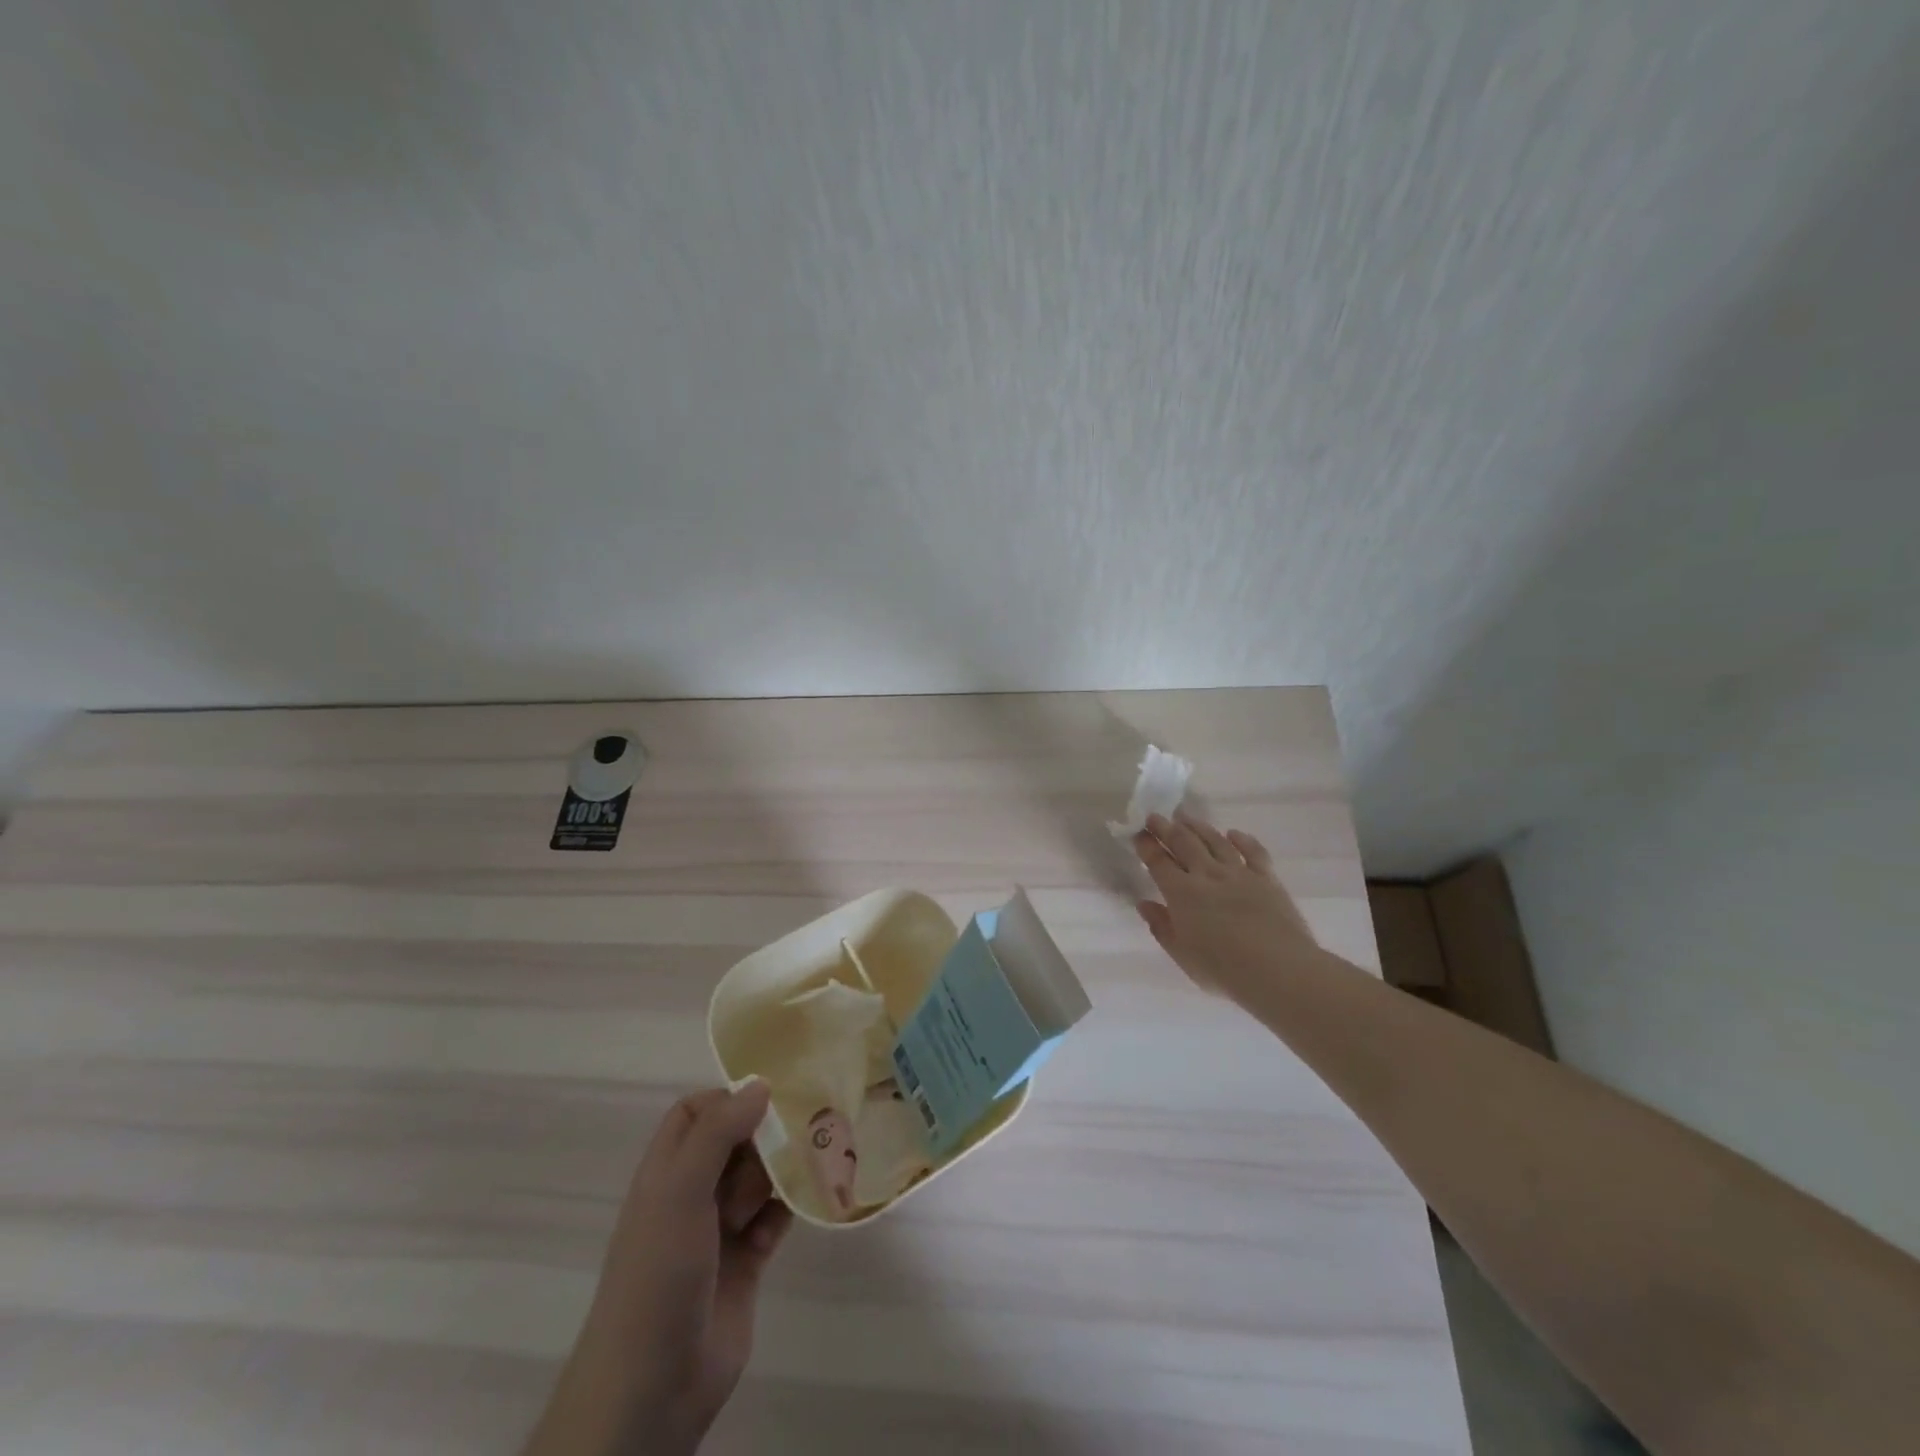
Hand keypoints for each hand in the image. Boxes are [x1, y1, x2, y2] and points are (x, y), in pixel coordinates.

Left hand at [524, 1082, 792, 1455]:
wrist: (653, 1387)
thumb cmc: (658, 1274)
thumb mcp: (680, 1191)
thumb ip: (718, 1132)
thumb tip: (760, 1083)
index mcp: (667, 1172)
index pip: (696, 1112)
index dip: (728, 1099)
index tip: (770, 1097)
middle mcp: (691, 1194)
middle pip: (735, 1142)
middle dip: (766, 1134)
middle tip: (803, 1128)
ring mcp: (719, 1229)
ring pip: (759, 1178)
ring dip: (784, 1169)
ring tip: (816, 1160)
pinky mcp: (747, 1261)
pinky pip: (776, 1217)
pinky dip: (792, 1206)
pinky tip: (812, 1198)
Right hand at [1134, 812, 1316, 988]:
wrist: (1278, 969)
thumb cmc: (1223, 969)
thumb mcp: (1182, 954)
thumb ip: (1161, 926)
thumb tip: (1144, 904)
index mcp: (1181, 893)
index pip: (1159, 862)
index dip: (1147, 846)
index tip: (1138, 833)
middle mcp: (1207, 875)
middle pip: (1183, 843)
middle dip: (1166, 828)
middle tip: (1155, 816)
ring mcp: (1239, 873)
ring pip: (1214, 841)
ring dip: (1197, 826)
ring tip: (1185, 816)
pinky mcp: (1267, 878)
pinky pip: (1253, 852)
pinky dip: (1242, 839)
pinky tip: (1233, 833)